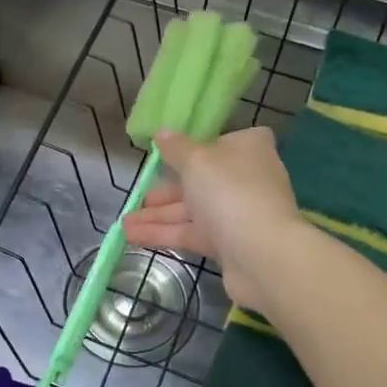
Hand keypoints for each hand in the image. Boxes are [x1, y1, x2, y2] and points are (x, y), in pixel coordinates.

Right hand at [121, 127, 300, 310]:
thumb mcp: (196, 160)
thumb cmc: (229, 192)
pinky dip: (165, 234)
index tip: (170, 154)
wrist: (262, 254)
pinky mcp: (229, 244)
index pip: (224, 141)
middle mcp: (246, 179)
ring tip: (124, 224)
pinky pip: (192, 234)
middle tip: (139, 196)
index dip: (197, 147)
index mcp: (248, 149)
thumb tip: (163, 132)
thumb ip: (176, 148)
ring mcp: (239, 213)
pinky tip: (133, 237)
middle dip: (166, 190)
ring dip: (158, 216)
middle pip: (201, 179)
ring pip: (193, 210)